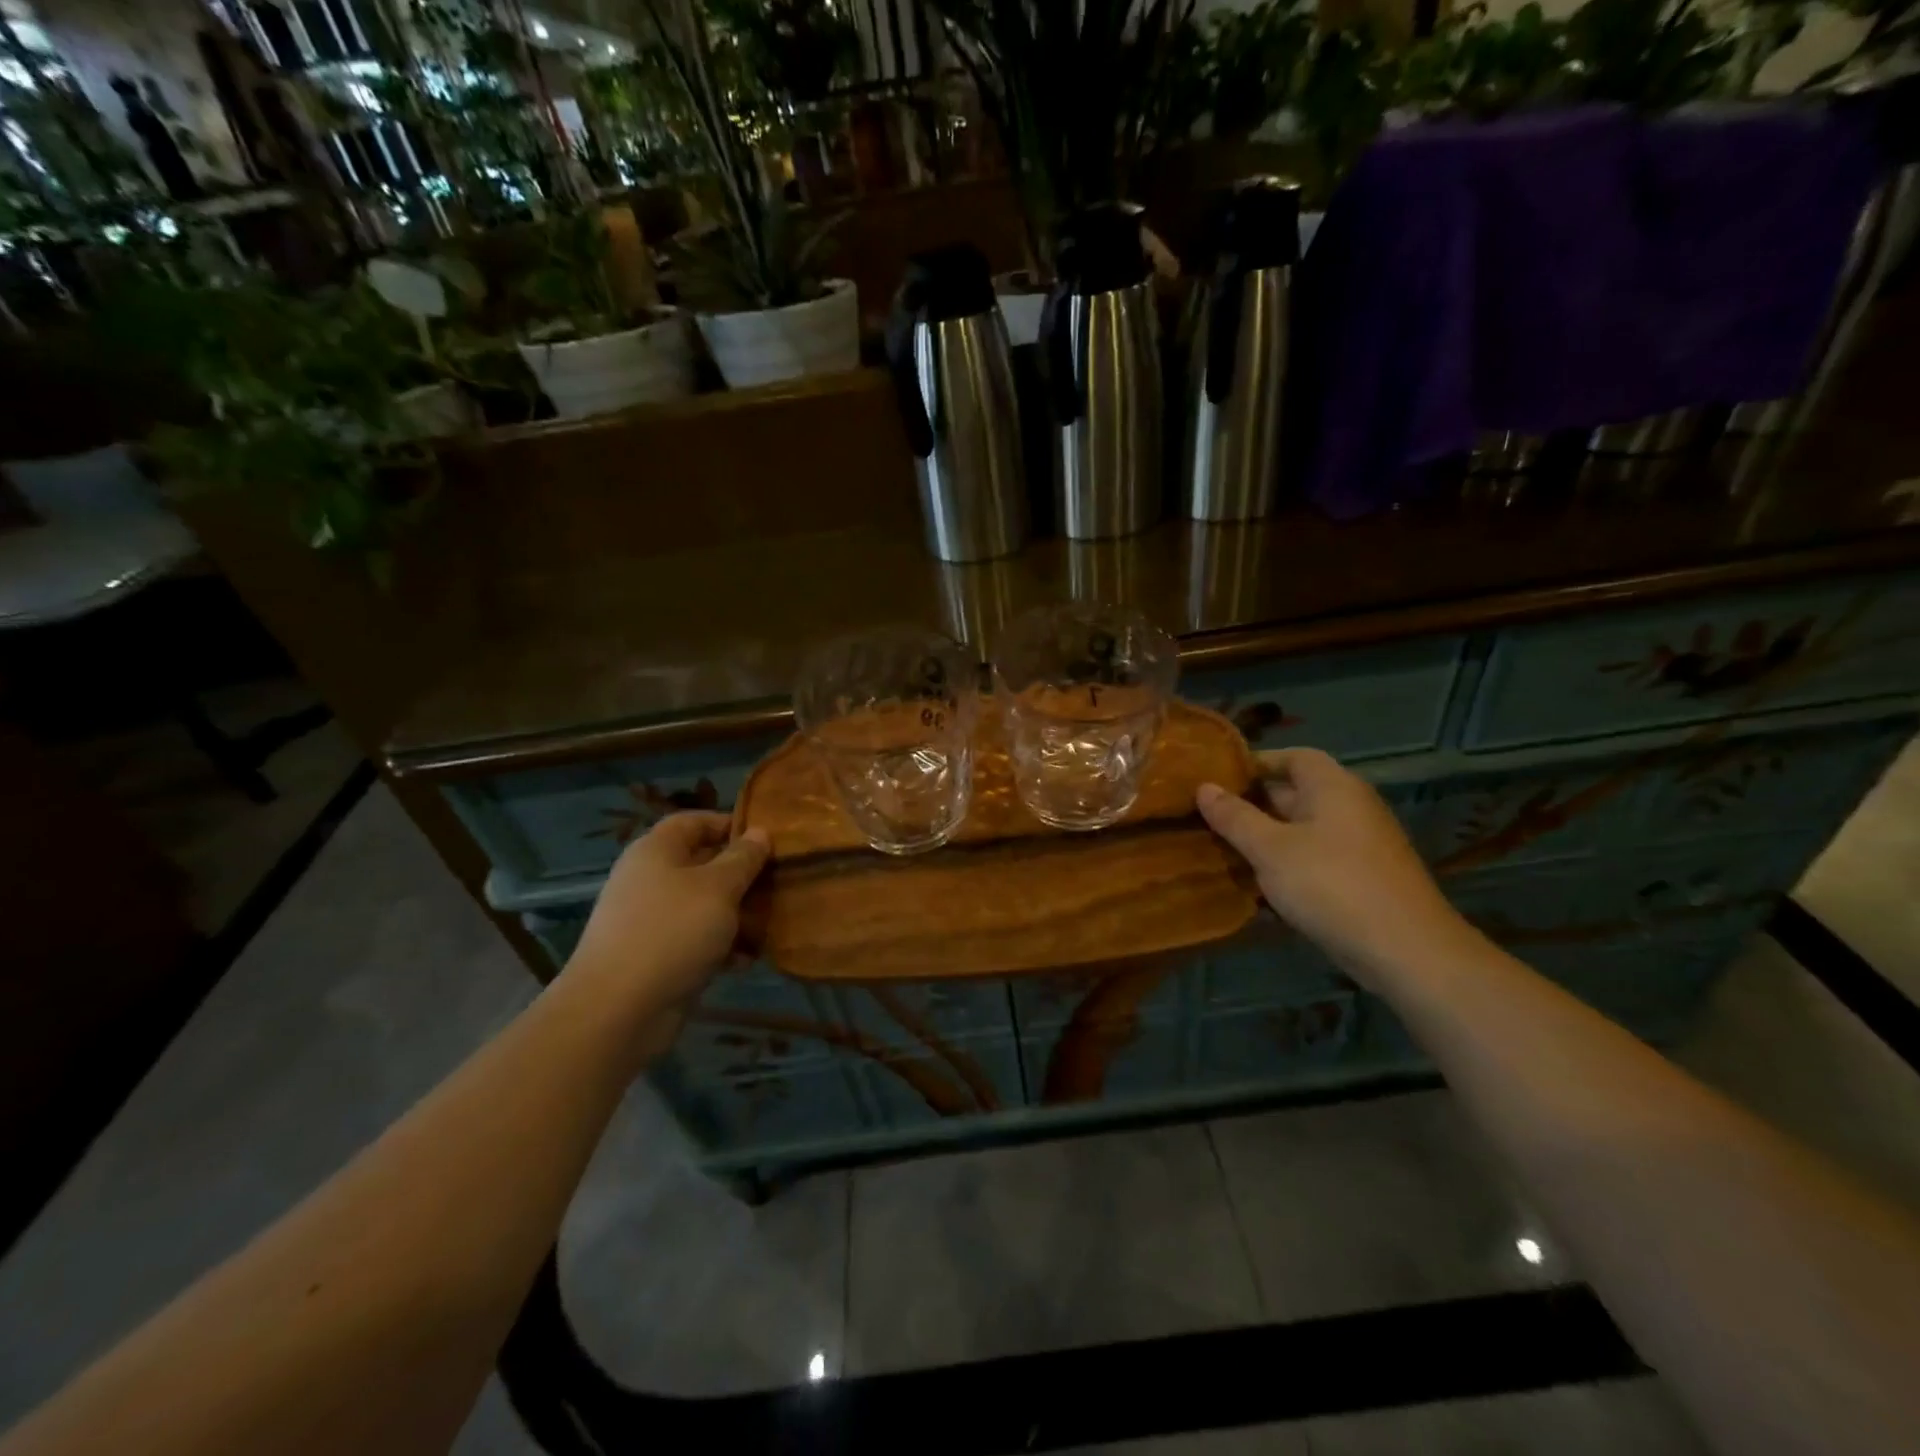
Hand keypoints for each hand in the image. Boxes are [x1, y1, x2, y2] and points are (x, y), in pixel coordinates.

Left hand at [564, 813, 768, 1023]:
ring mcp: (650, 920)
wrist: (617, 1010)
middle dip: (741, 873)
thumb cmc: (672, 932)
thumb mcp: (718, 888)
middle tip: (777, 881)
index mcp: (656, 851)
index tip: (766, 839)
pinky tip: (746, 960)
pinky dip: (720, 946)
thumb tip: (760, 833)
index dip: (728, 823)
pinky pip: (695, 939)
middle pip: (702, 864)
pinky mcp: (655, 956)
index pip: (693, 821)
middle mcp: (650, 880)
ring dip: (736, 913)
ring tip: (770, 922)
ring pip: (703, 905)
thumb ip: (743, 858)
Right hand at [1197, 748, 1470, 983]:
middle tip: (1209, 816)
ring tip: (1223, 849)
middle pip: (1296, 793)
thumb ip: (1235, 817)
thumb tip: (1204, 787)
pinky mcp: (1363, 878)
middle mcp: (1351, 807)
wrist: (1406, 951)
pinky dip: (1287, 864)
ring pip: (1303, 829)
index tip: (1218, 779)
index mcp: (1333, 786)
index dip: (1256, 764)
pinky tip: (1258, 885)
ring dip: (1266, 838)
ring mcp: (1360, 844)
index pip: (1293, 756)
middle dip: (1253, 804)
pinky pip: (1315, 858)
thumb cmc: (1331, 885)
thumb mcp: (1271, 849)